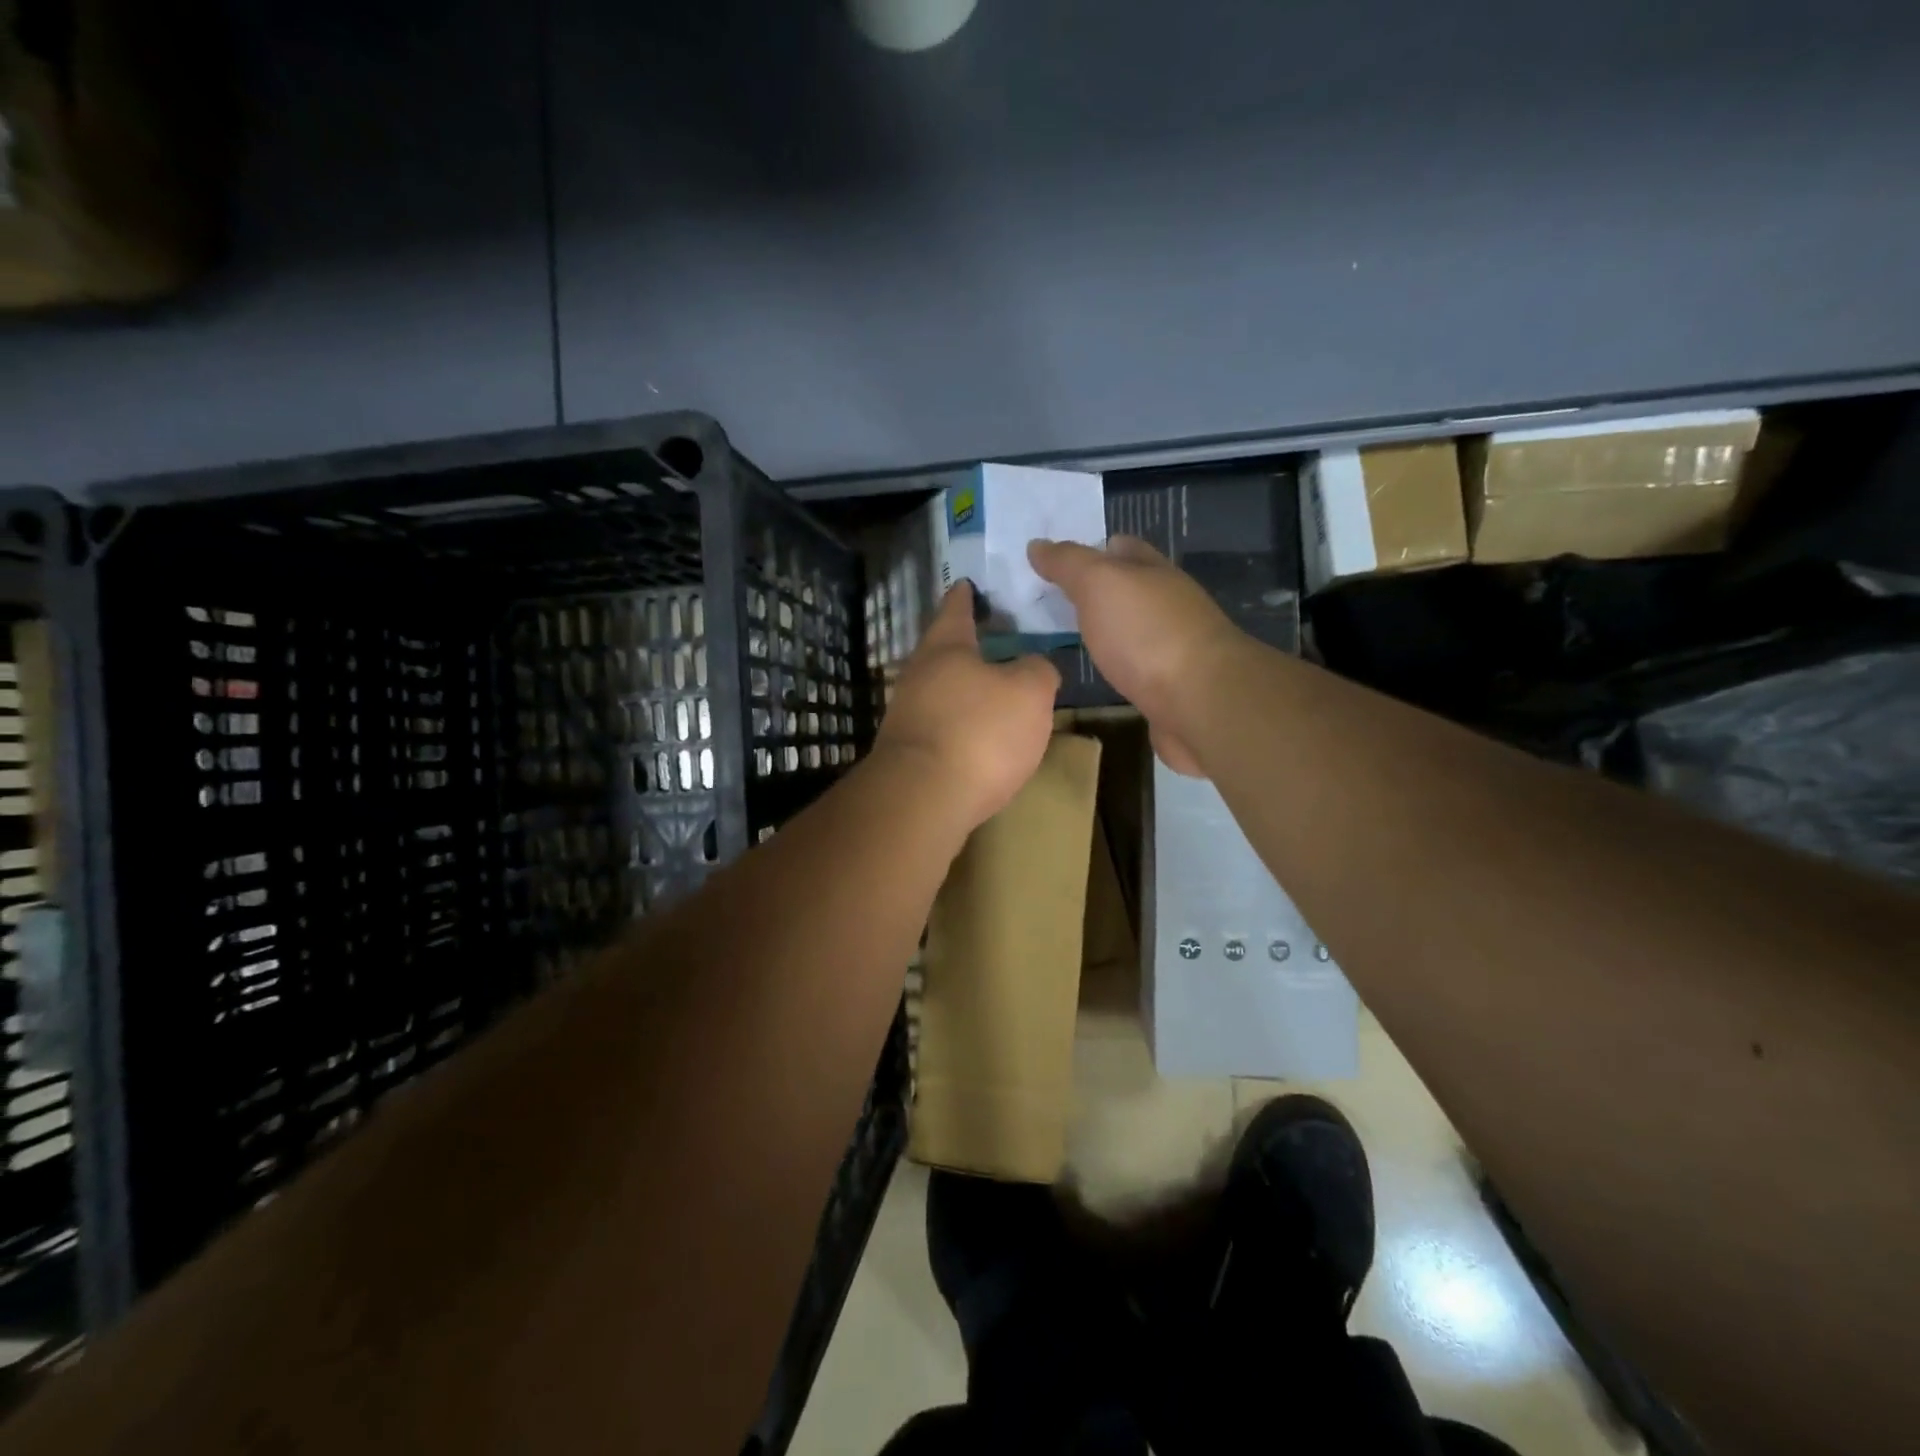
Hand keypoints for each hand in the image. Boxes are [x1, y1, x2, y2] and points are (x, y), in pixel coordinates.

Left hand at [873, 581, 1061, 831]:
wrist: (924, 798)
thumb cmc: (980, 731)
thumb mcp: (1029, 692)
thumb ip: (1037, 670)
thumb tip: (1033, 667)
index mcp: (946, 647)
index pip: (956, 610)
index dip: (965, 596)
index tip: (966, 584)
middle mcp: (918, 675)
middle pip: (943, 651)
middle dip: (966, 646)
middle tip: (992, 641)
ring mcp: (907, 715)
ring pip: (940, 691)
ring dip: (963, 689)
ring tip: (993, 693)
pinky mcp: (907, 753)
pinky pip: (940, 726)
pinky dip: (959, 724)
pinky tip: (978, 738)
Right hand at [1027, 535, 1240, 775]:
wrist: (1200, 702)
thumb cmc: (1146, 633)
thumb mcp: (1099, 584)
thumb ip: (1068, 563)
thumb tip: (1037, 544)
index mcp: (1154, 572)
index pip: (1121, 548)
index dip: (1091, 549)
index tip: (1053, 562)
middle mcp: (1168, 605)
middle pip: (1128, 590)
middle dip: (1094, 593)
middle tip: (1048, 603)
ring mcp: (1173, 648)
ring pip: (1131, 631)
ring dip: (1105, 632)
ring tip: (1063, 640)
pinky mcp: (1170, 688)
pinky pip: (1136, 669)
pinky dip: (1116, 667)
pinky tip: (1097, 675)